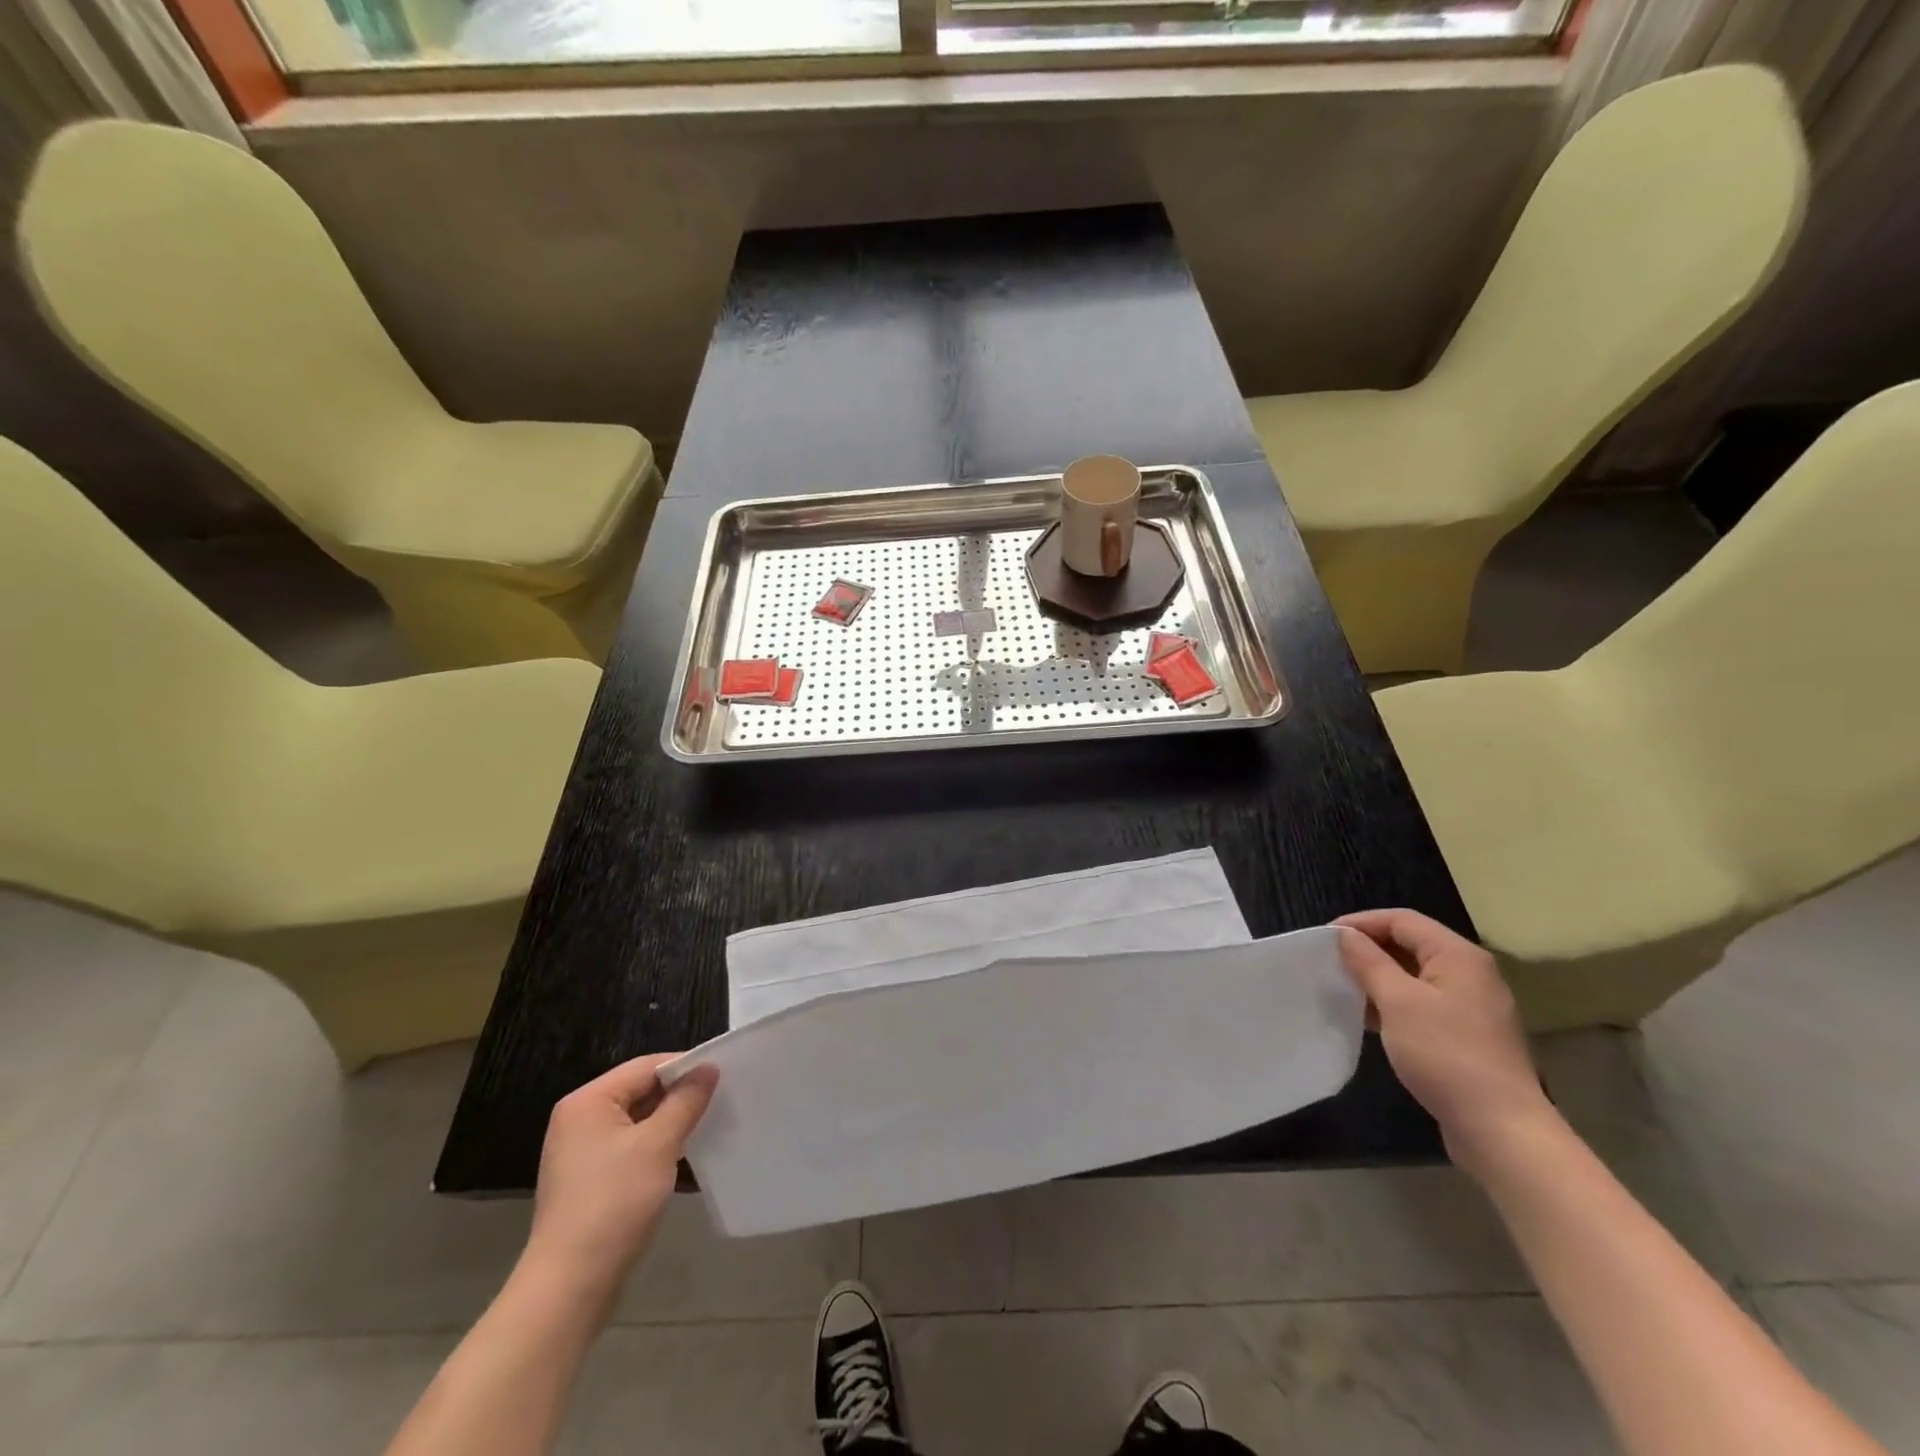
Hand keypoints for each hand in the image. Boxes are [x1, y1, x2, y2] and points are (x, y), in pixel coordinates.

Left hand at [524, 1054, 718, 1298]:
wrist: (570, 1286)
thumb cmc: (614, 1202)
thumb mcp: (659, 1144)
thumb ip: (686, 1101)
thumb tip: (708, 1068)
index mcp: (588, 1102)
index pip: (646, 1067)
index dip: (685, 1068)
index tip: (722, 1076)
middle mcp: (580, 1121)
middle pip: (641, 1093)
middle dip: (680, 1098)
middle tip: (721, 1102)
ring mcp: (582, 1155)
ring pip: (639, 1124)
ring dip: (672, 1127)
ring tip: (710, 1130)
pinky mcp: (590, 1183)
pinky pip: (631, 1151)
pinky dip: (658, 1152)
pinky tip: (686, 1163)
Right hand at [1335, 910, 1556, 1181]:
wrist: (1500, 1130)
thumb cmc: (1445, 1054)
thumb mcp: (1397, 1001)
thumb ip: (1368, 962)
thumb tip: (1345, 935)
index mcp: (1458, 956)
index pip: (1401, 920)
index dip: (1361, 923)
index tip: (1324, 939)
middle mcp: (1470, 974)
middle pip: (1410, 945)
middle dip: (1368, 950)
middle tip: (1330, 963)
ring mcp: (1472, 1007)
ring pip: (1415, 977)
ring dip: (1378, 978)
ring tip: (1343, 989)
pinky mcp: (1468, 1036)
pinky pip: (1423, 1004)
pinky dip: (1394, 1004)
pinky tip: (1370, 1020)